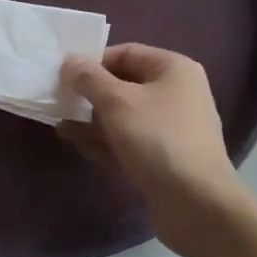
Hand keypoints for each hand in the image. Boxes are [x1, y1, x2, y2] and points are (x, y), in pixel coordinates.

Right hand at [62, 44, 240, 217]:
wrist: (197, 203)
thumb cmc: (157, 139)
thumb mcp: (117, 102)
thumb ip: (89, 79)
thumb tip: (70, 61)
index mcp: (173, 69)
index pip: (125, 53)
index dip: (93, 62)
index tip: (63, 77)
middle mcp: (177, 93)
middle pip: (124, 85)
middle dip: (90, 95)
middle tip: (59, 103)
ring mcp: (172, 128)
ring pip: (124, 116)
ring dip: (93, 121)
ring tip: (61, 127)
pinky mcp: (165, 157)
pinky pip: (130, 141)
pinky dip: (106, 142)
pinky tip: (79, 147)